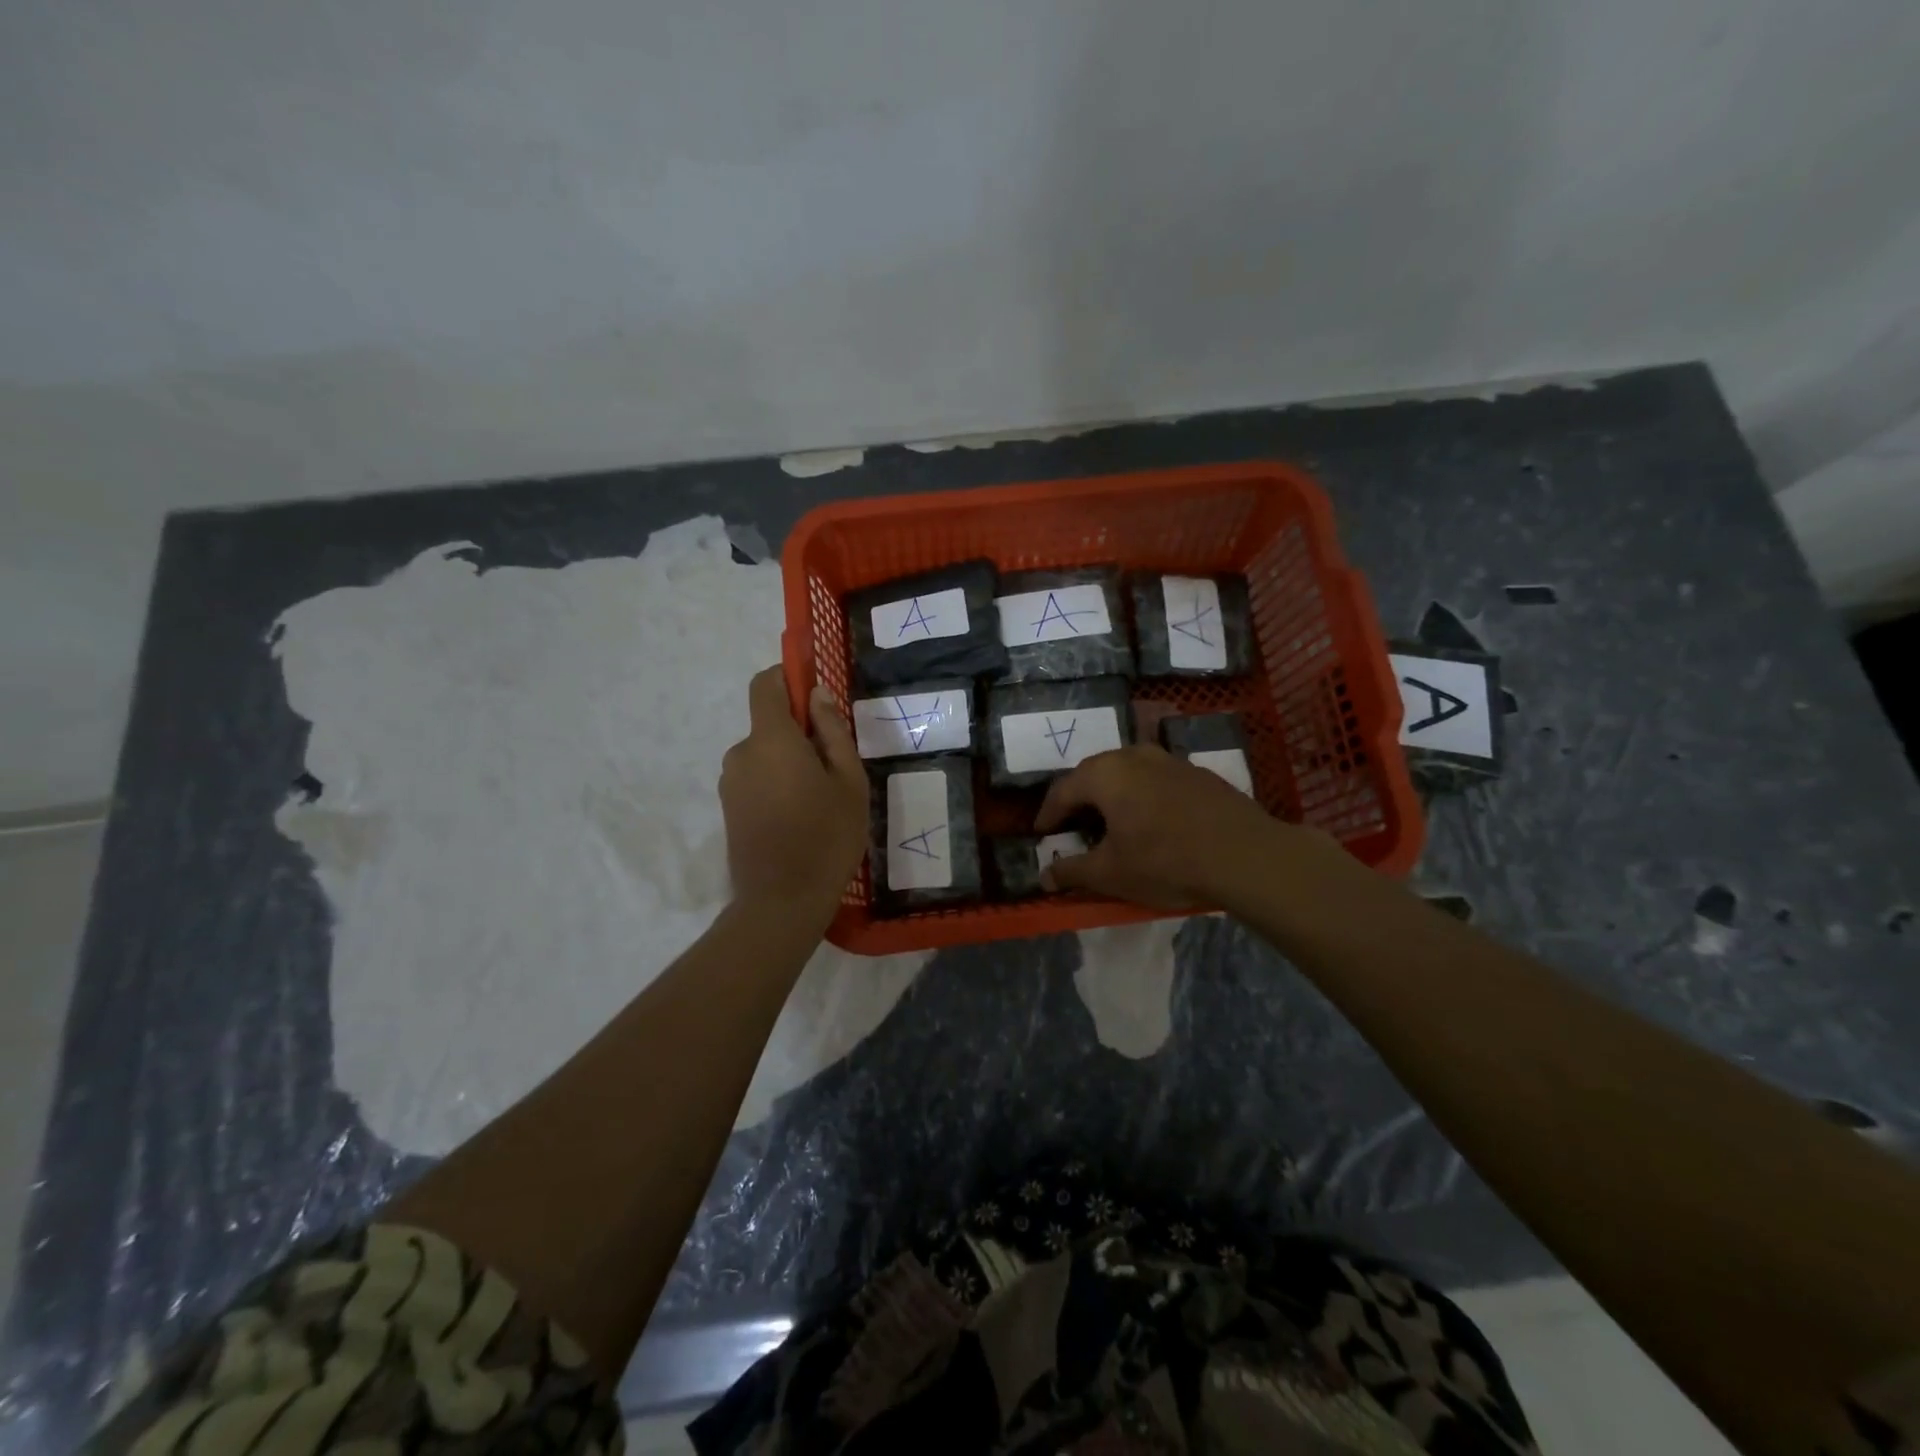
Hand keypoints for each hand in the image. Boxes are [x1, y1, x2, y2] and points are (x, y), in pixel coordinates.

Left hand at [720, 667, 866, 916]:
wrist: (781, 903)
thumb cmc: (827, 837)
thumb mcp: (849, 782)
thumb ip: (833, 732)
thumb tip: (817, 695)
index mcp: (771, 739)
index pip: (765, 685)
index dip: (787, 678)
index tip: (815, 693)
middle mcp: (741, 753)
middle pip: (769, 724)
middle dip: (800, 733)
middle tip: (835, 767)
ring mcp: (730, 782)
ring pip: (764, 754)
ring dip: (789, 763)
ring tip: (820, 799)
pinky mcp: (728, 808)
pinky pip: (755, 778)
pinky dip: (776, 784)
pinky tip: (800, 817)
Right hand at [1035, 744, 1293, 909]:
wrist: (1245, 856)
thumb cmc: (1166, 861)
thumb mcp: (1110, 873)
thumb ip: (1072, 871)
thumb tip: (1044, 876)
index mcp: (1105, 774)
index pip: (1062, 790)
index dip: (1047, 814)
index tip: (1041, 834)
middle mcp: (1133, 755)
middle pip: (1093, 774)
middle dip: (1078, 800)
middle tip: (1073, 826)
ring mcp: (1169, 760)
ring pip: (1127, 773)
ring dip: (1112, 795)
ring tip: (1111, 823)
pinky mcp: (1197, 772)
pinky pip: (1155, 779)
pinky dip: (1142, 796)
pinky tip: (1152, 822)